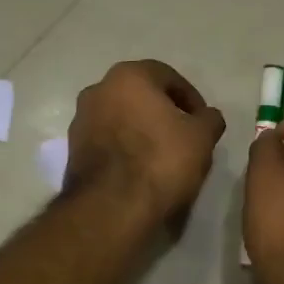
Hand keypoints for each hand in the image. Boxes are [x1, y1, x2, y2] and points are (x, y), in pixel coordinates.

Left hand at [66, 60, 226, 224]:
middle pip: (140, 96)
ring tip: (163, 157)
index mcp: (128, 76)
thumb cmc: (161, 160)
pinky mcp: (73, 152)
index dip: (191, 99)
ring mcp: (80, 121)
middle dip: (163, 113)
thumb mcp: (202, 137)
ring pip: (122, 118)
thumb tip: (207, 117)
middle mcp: (98, 90)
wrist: (112, 207)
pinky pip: (108, 141)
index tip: (203, 122)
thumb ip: (209, 119)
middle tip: (185, 137)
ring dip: (142, 131)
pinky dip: (125, 149)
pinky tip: (141, 170)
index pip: (168, 77)